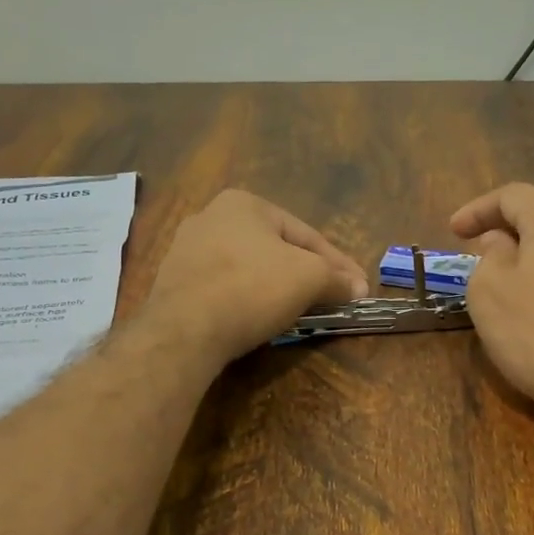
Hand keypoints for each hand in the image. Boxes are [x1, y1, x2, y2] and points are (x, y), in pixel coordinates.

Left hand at [141, 190, 368, 363]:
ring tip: (300, 311)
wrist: (184, 330)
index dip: (338, 263)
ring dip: (278, 288)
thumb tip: (358, 288)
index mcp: (244, 203)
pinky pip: (224, 288)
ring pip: (249, 269)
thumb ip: (336, 278)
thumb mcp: (309, 278)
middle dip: (306, 274)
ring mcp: (186, 251)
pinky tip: (260, 319)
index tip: (358, 287)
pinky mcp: (175, 284)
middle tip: (332, 298)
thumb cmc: (252, 288)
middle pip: (276, 249)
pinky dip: (248, 300)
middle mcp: (210, 216)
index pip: (306, 234)